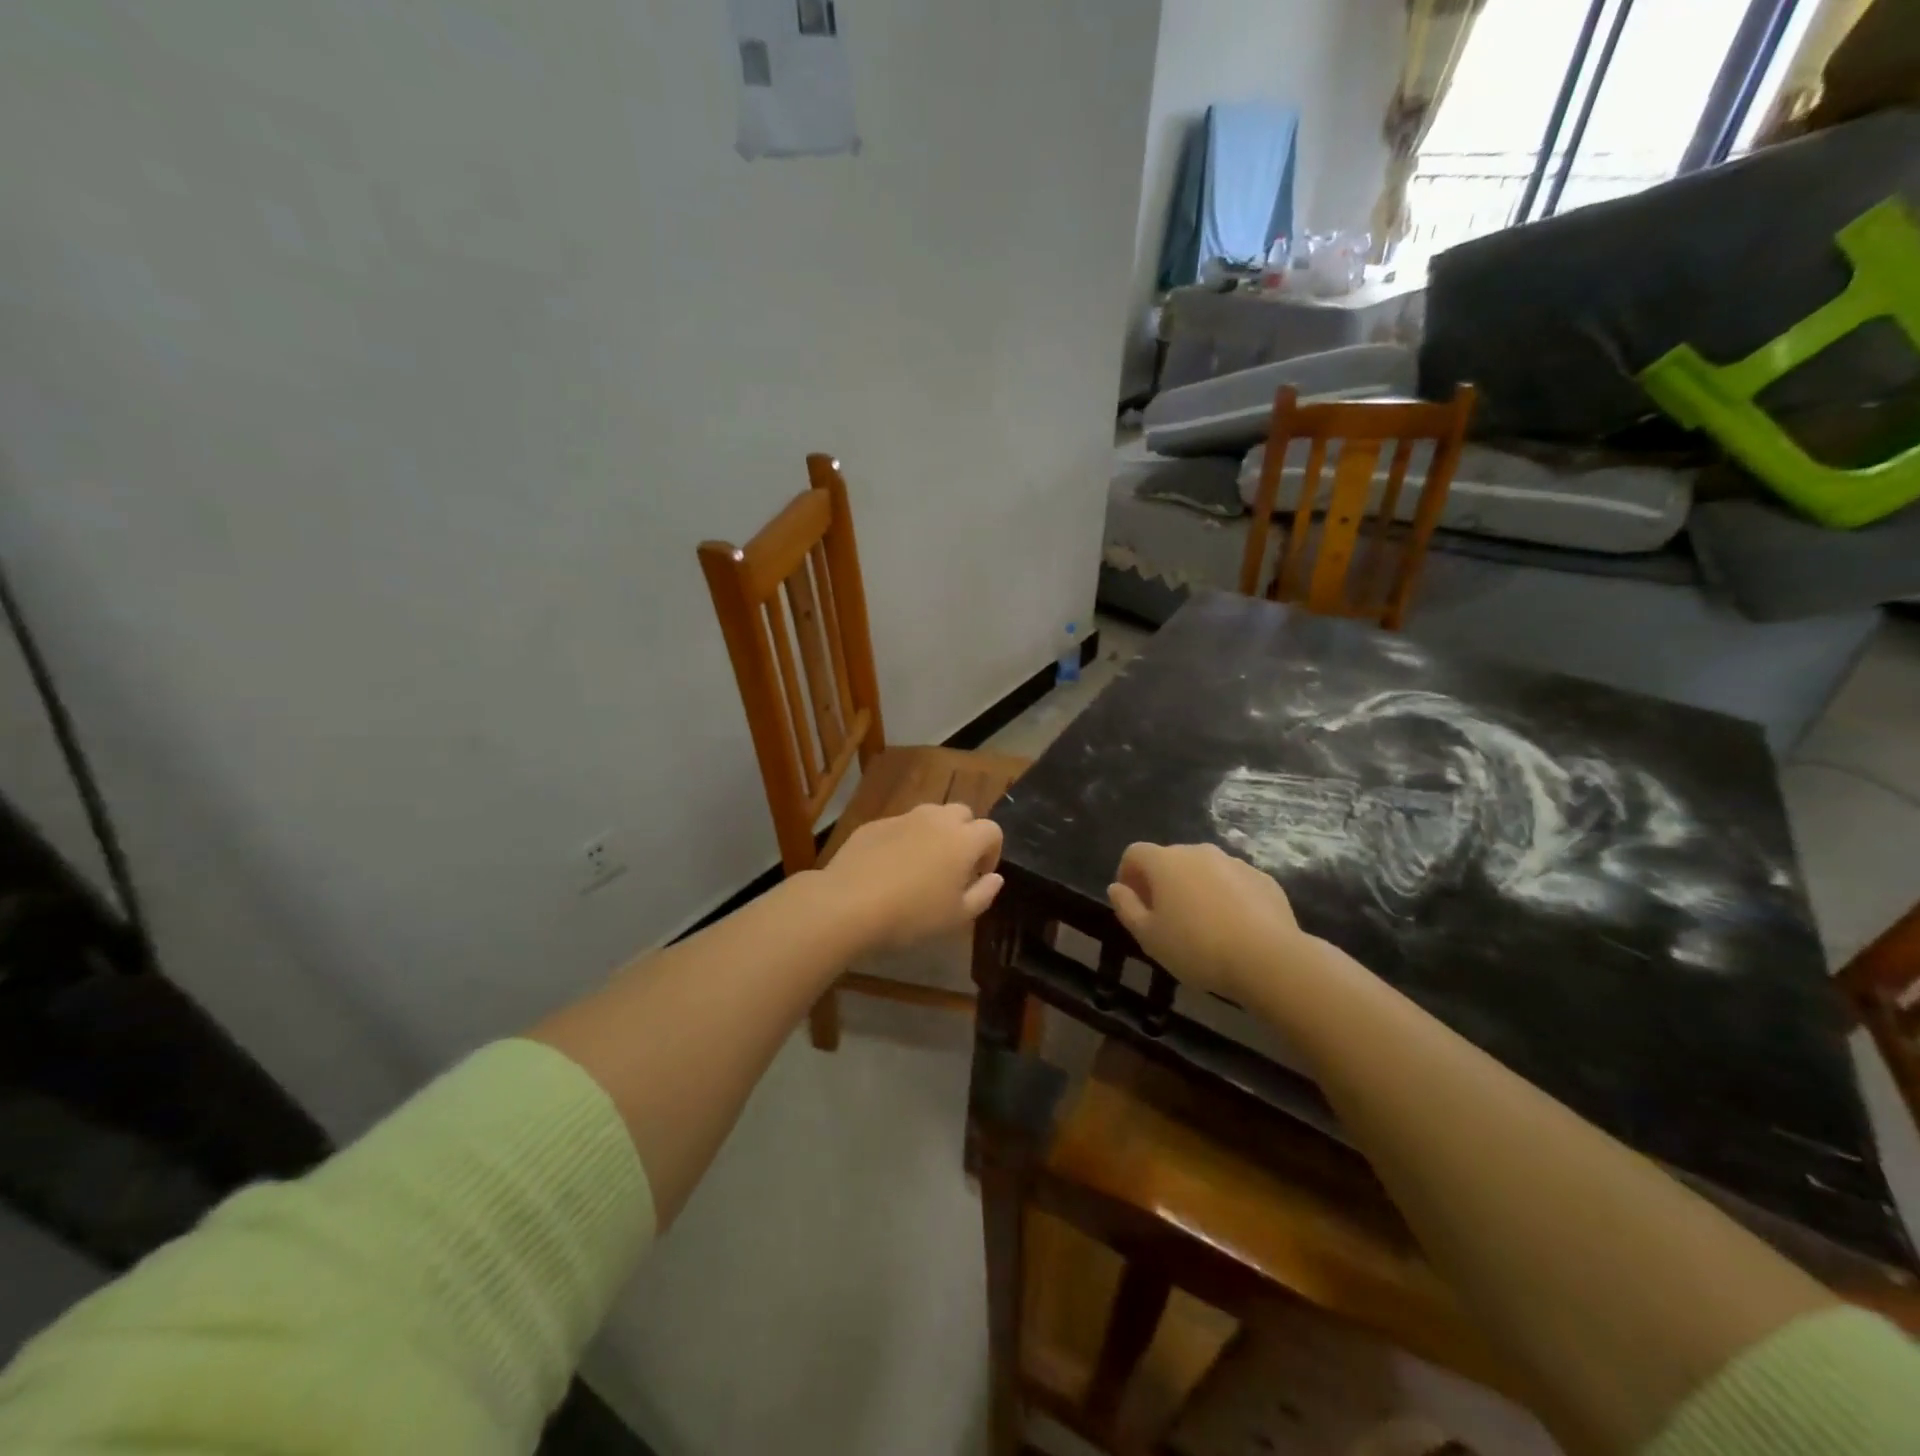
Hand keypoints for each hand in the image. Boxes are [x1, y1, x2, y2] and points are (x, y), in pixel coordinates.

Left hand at [820, 803, 1004, 952]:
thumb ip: (983, 894)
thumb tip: (995, 878)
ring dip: (935, 833)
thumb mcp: (956, 917)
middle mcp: (936, 819)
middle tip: (954, 867)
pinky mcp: (874, 824)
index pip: (992, 830)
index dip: (992, 852)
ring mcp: (903, 818)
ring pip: (930, 815)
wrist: (848, 904)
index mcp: (963, 840)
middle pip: (962, 814)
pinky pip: (899, 826)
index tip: (979, 876)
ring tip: (922, 865)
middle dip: (965, 834)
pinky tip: (889, 868)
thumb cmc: (911, 915)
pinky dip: (904, 840)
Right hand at [1107, 842, 1310, 1003]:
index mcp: (1165, 862)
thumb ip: (1127, 908)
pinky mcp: (1263, 878)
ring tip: (1201, 924)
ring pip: (1204, 869)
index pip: (1134, 853)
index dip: (1127, 874)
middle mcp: (1198, 852)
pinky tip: (1233, 927)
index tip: (1132, 902)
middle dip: (1162, 882)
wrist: (1268, 958)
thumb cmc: (1197, 948)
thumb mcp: (1149, 936)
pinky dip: (1226, 896)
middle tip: (1164, 917)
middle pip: (1170, 859)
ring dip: (1195, 888)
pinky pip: (1233, 882)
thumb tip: (1117, 888)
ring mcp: (1234, 862)